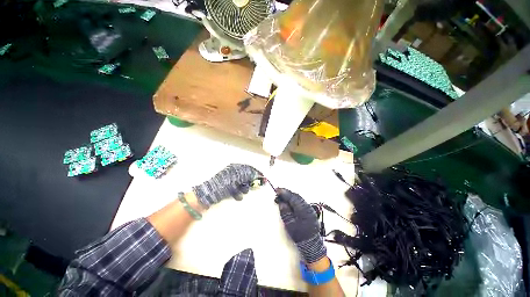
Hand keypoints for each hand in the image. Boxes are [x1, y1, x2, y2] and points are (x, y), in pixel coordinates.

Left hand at [192, 164, 260, 208]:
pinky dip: (238, 193)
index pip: (249, 168)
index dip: (256, 173)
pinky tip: (236, 195)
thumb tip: (258, 174)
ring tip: (242, 192)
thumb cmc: (224, 183)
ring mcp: (231, 181)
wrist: (209, 194)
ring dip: (244, 188)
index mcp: (235, 167)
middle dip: (250, 182)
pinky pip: (237, 190)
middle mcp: (234, 173)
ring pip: (243, 184)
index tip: (263, 178)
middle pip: (247, 176)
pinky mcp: (229, 188)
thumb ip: (248, 175)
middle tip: (254, 186)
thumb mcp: (237, 177)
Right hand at [275, 188, 325, 263]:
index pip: (292, 197)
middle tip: (277, 192)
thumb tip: (281, 203)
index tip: (276, 190)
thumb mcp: (290, 225)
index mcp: (303, 210)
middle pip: (295, 196)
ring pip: (298, 198)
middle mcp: (307, 206)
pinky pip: (300, 201)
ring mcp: (309, 208)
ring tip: (282, 196)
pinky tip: (289, 201)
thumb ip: (285, 213)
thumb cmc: (300, 236)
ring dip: (289, 196)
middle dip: (286, 193)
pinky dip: (293, 199)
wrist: (311, 244)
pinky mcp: (309, 210)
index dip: (284, 193)